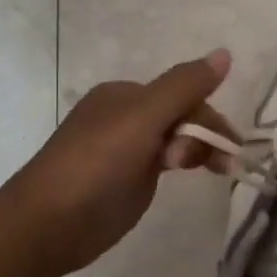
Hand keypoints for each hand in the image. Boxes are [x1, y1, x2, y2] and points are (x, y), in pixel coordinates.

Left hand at [6, 49, 234, 276]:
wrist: (48, 224)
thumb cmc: (95, 164)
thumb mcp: (142, 118)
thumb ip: (184, 86)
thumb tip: (224, 52)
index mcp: (125, 95)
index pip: (182, 94)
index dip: (208, 117)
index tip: (228, 147)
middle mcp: (126, 117)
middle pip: (181, 116)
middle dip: (204, 136)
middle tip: (220, 165)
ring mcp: (126, 150)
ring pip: (175, 139)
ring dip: (197, 151)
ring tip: (210, 172)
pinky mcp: (128, 180)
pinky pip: (164, 162)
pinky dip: (183, 164)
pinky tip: (188, 174)